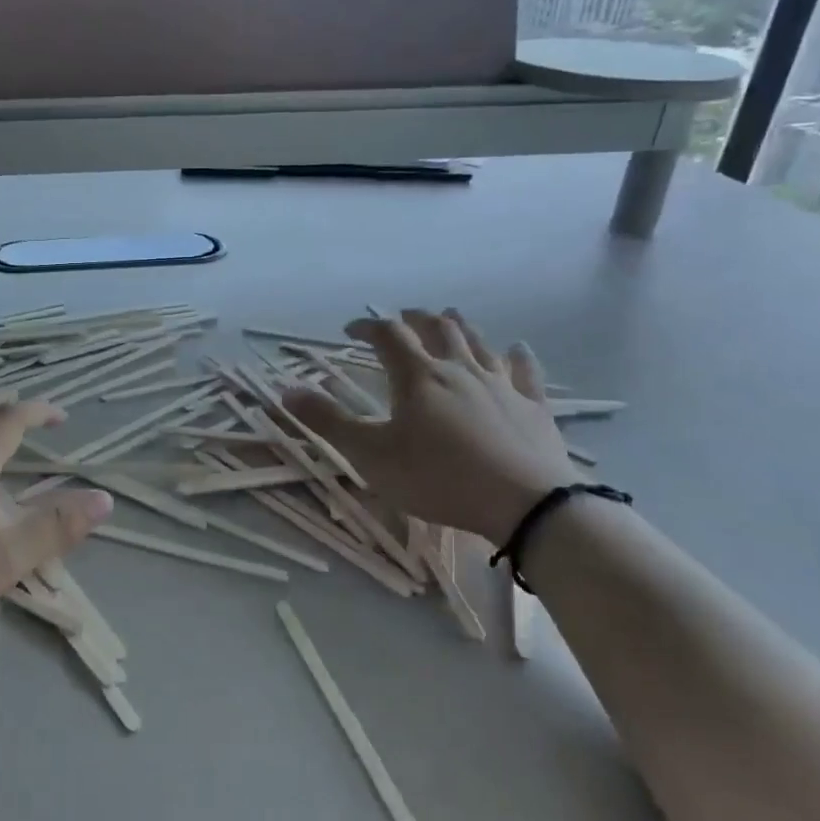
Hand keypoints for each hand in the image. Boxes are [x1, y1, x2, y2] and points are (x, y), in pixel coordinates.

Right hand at [283, 309, 579, 543]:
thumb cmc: (439, 479)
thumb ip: (328, 422)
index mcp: (418, 377)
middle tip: (402, 317)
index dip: (367, 326)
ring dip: (459, 326)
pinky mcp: (533, 406)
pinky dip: (517, 357)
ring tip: (448, 318)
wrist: (524, 503)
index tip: (350, 329)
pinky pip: (525, 372)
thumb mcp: (371, 455)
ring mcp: (501, 384)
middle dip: (414, 318)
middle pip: (436, 328)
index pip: (388, 335)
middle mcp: (459, 369)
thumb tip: (286, 391)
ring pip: (478, 342)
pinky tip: (517, 350)